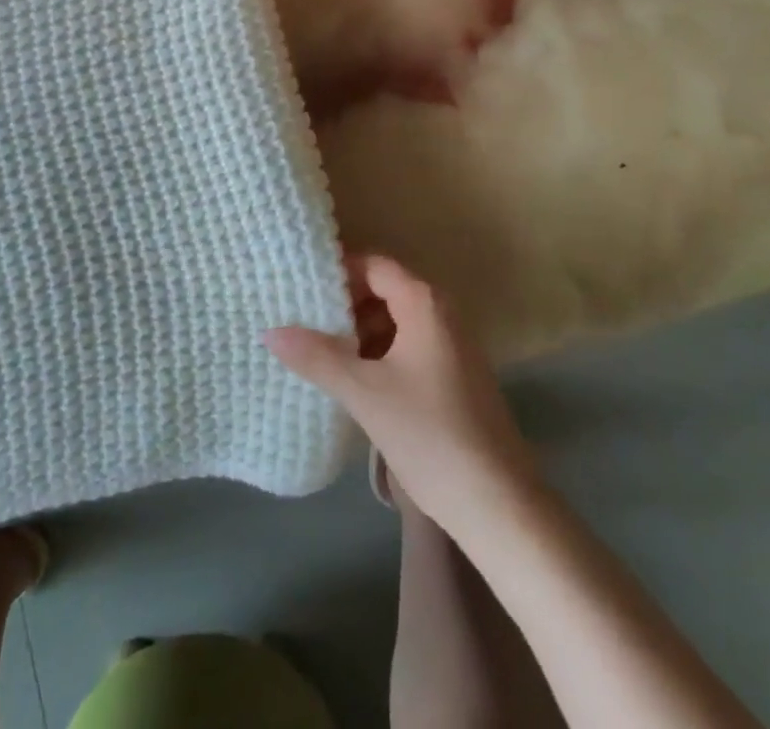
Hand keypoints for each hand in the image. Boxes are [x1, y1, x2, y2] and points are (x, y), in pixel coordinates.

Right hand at [265, 256, 539, 532]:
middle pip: (384, 291)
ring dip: (360, 333)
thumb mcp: (364, 392)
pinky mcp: (454, 377)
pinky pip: (408, 348)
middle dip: (344, 304)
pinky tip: (353, 380)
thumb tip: (270, 331)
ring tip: (318, 352)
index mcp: (424, 303)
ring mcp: (452, 347)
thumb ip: (317, 356)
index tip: (300, 286)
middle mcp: (442, 314)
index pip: (374, 265)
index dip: (337, 271)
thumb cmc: (430, 434)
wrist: (499, 505)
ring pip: (396, 322)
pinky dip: (379, 354)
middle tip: (302, 320)